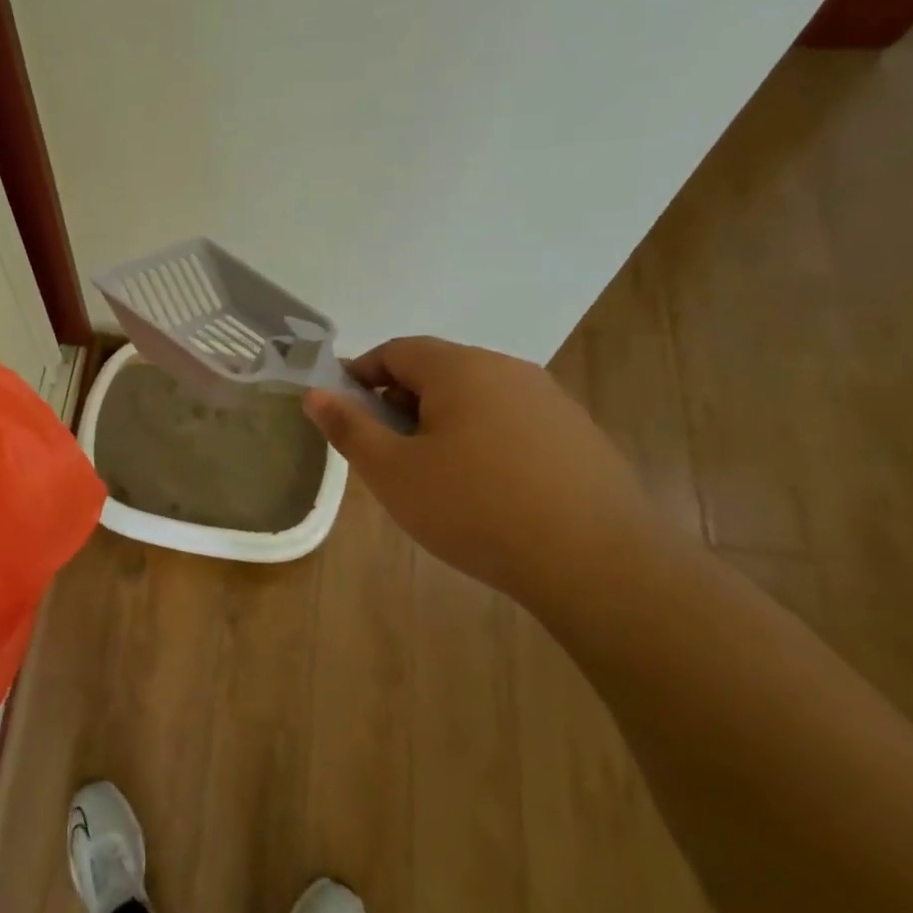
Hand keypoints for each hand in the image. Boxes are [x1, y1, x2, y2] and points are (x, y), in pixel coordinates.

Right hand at [303, 336, 663, 604]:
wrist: (598, 563)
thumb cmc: (475, 508)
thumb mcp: (392, 472)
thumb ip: (349, 427)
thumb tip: (315, 393)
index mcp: (460, 368)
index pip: (396, 350)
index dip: (361, 375)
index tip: (344, 414)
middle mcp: (507, 370)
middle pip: (437, 371)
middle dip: (400, 403)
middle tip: (385, 453)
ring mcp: (549, 401)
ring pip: (475, 398)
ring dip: (441, 424)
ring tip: (433, 476)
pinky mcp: (577, 436)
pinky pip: (511, 423)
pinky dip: (482, 442)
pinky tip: (485, 491)